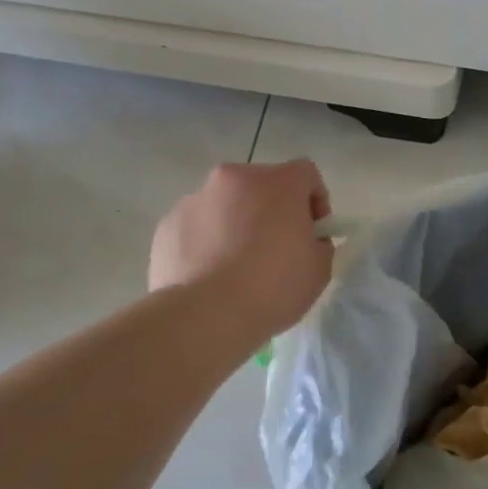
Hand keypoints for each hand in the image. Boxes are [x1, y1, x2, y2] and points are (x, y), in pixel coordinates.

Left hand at [150, 159, 333, 342]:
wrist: (205, 315)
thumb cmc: (273, 287)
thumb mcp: (319, 269)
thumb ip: (319, 243)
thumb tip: (307, 239)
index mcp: (277, 183)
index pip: (305, 173)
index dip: (315, 200)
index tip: (312, 232)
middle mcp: (234, 179)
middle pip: (262, 185)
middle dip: (272, 210)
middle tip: (276, 249)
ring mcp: (195, 199)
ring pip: (226, 204)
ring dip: (237, 223)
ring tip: (237, 267)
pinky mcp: (168, 224)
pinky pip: (198, 226)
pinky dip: (207, 242)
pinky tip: (210, 276)